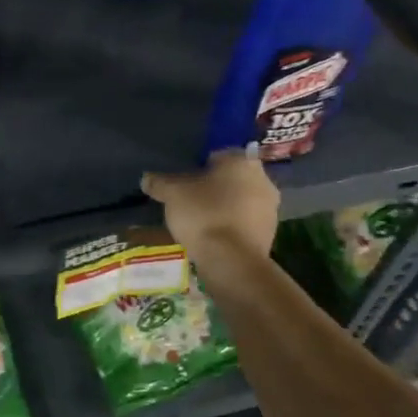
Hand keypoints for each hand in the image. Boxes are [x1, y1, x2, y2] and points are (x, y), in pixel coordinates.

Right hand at [141, 149, 278, 258]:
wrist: (232, 261)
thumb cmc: (203, 215)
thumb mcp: (172, 194)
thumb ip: (159, 182)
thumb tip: (147, 178)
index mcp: (242, 161)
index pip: (217, 155)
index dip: (197, 165)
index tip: (183, 180)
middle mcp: (263, 180)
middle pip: (230, 178)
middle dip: (212, 187)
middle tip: (189, 199)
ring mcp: (270, 209)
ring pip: (240, 201)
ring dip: (223, 207)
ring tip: (198, 220)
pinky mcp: (270, 234)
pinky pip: (244, 223)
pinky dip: (230, 226)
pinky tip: (212, 236)